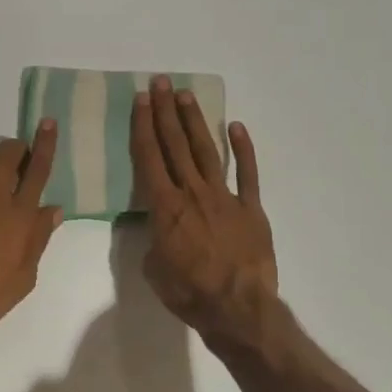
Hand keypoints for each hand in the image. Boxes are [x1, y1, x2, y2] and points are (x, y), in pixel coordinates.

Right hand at [131, 76, 277, 345]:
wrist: (237, 307)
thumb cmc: (189, 292)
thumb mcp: (154, 268)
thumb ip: (153, 238)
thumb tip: (155, 225)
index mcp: (165, 206)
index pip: (149, 156)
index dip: (143, 125)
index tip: (140, 100)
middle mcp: (192, 192)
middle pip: (176, 144)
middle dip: (165, 112)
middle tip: (160, 83)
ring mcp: (224, 197)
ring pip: (207, 151)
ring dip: (195, 122)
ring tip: (186, 96)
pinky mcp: (251, 208)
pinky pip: (247, 173)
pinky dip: (242, 149)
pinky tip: (236, 127)